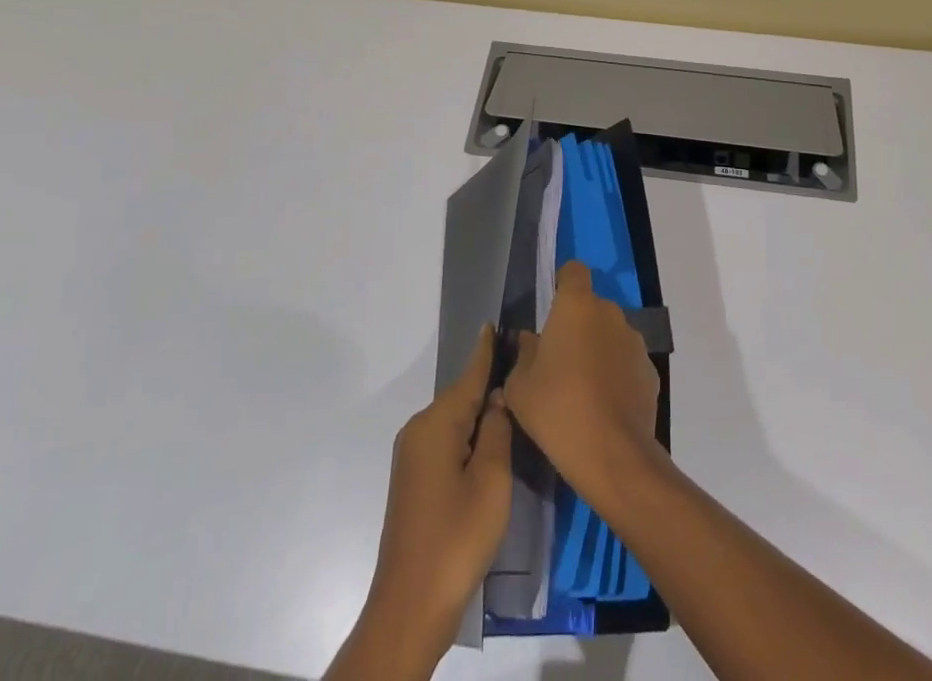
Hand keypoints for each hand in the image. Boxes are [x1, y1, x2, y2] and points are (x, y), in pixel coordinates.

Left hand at [330, 325, 511, 676]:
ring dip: (479, 412)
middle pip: (460, 397)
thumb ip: (496, 430)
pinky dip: (468, 434)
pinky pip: (446, 441)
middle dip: (487, 382)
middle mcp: (418, 431)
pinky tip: (488, 439)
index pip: (468, 376)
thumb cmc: (456, 537)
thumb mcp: (491, 479)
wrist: (410, 607)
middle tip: (521, 366)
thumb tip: (497, 398)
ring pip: (454, 421)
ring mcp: (412, 457)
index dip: (485, 351)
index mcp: (436, 424)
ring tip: (513, 398)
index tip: (495, 323)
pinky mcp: (414, 480)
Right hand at [504, 261, 661, 510]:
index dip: (563, 283)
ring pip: (610, 335)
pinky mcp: (650, 371)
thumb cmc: (557, 409)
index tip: (551, 309)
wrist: (612, 454)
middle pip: (591, 307)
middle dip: (577, 325)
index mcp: (576, 305)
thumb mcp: (519, 386)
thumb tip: (530, 341)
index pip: (573, 271)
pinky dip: (616, 375)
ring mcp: (634, 341)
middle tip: (558, 360)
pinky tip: (604, 407)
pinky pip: (627, 363)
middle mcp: (610, 313)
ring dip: (598, 350)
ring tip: (582, 389)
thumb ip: (523, 355)